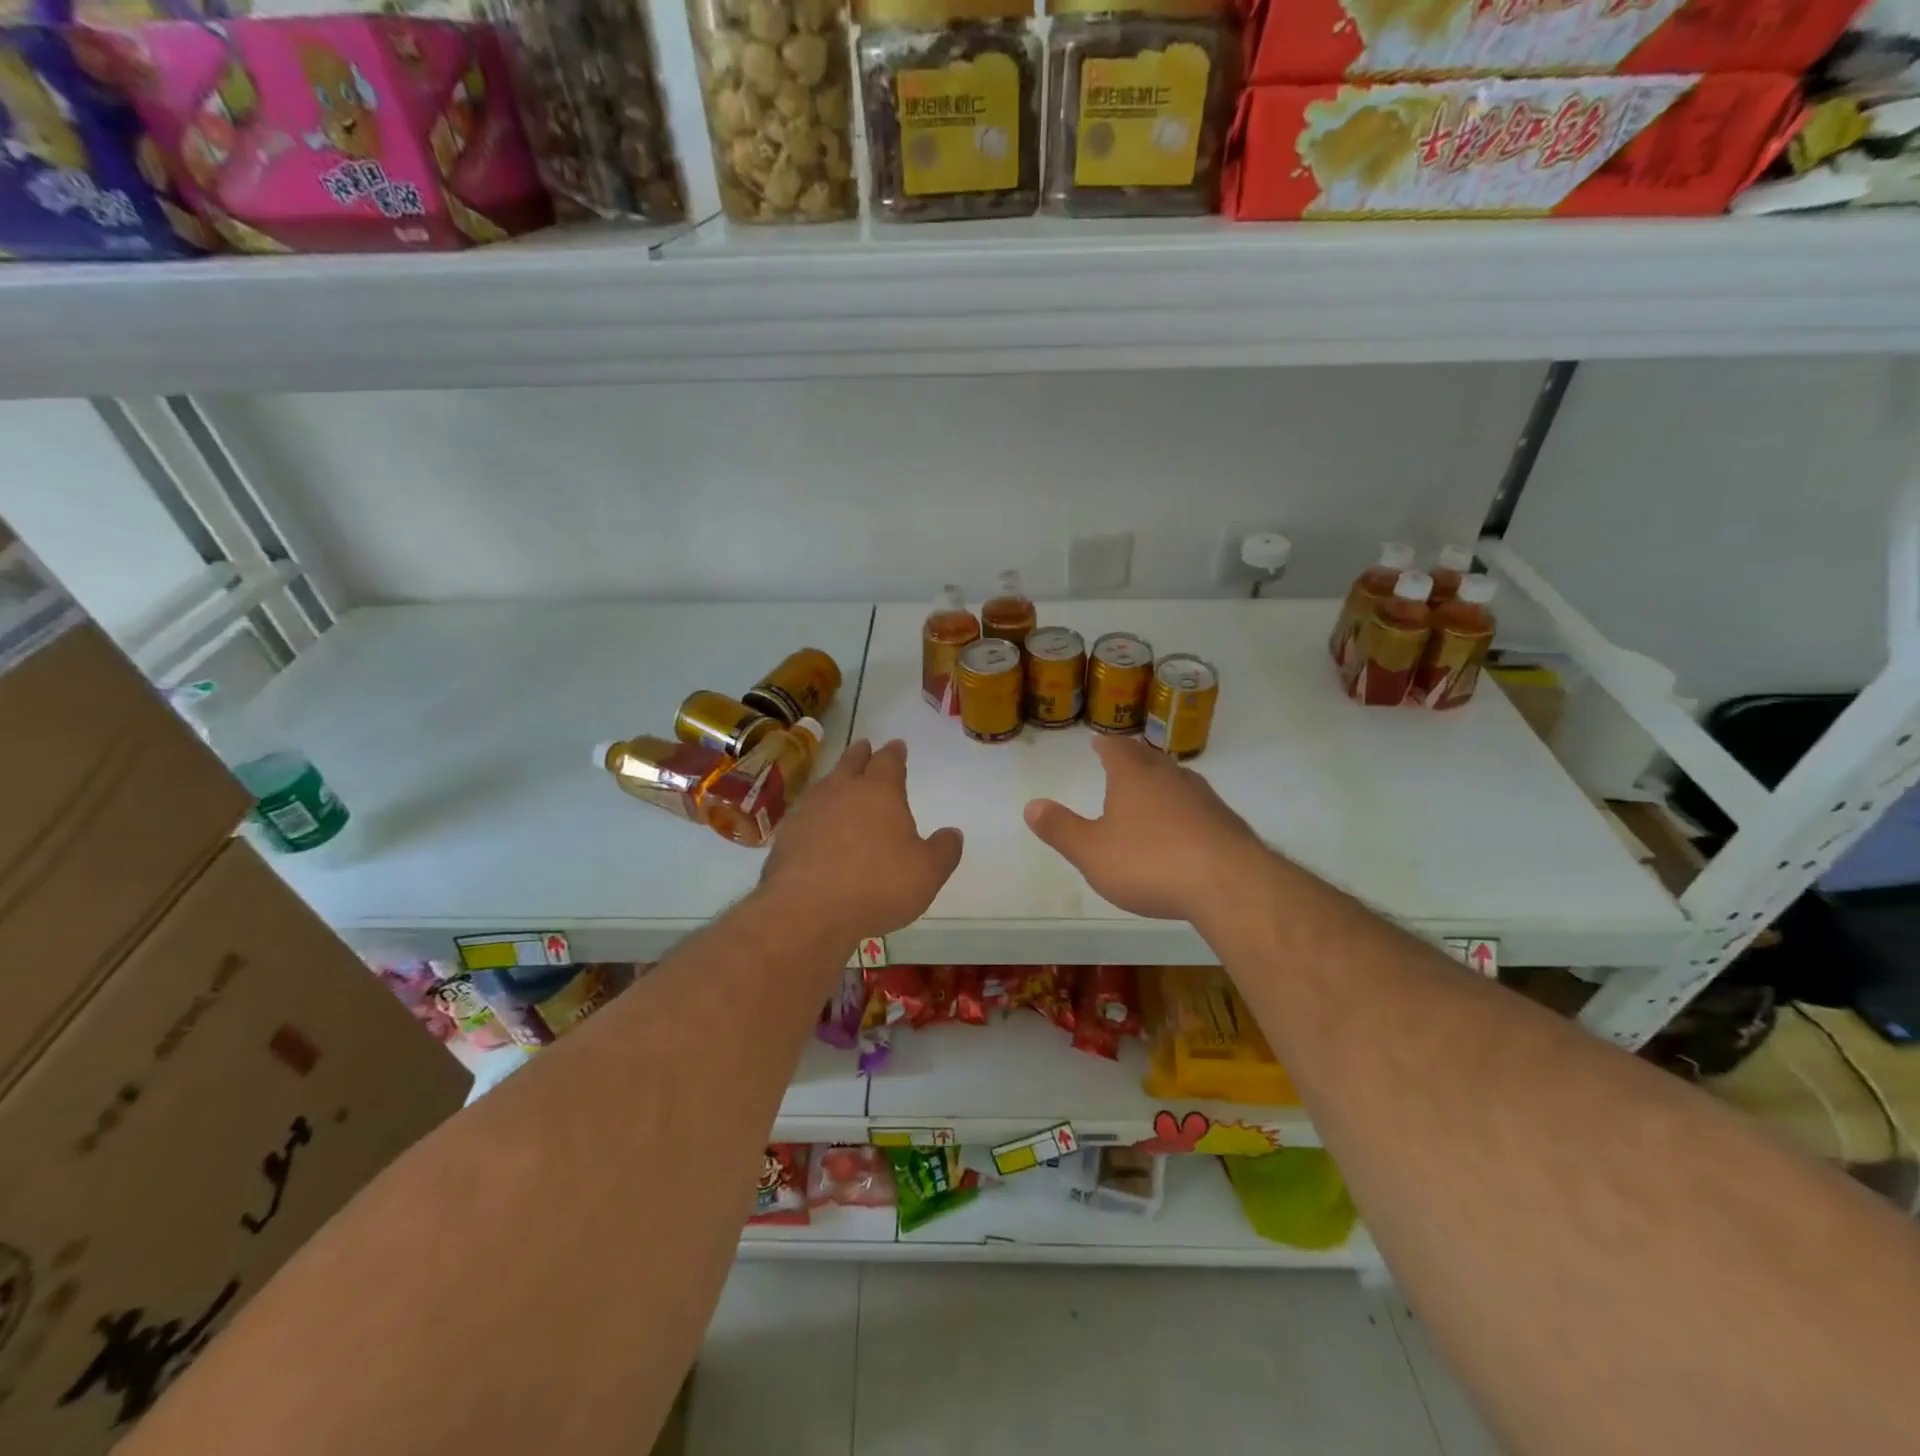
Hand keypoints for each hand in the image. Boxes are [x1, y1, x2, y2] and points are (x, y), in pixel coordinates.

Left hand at [760, 739, 962, 940]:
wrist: (808, 909)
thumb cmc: (878, 884)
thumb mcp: (927, 873)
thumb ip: (944, 850)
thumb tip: (953, 833)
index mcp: (880, 791)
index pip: (889, 762)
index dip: (895, 753)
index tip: (897, 746)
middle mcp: (842, 790)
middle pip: (852, 762)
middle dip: (861, 754)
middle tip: (865, 747)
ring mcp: (809, 810)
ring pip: (825, 784)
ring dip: (835, 779)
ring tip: (840, 781)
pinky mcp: (786, 835)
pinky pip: (806, 813)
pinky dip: (815, 812)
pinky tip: (817, 823)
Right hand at [1025, 735, 1267, 923]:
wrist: (1229, 884)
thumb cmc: (1150, 863)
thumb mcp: (1091, 851)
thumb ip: (1061, 828)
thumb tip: (1031, 805)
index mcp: (1134, 776)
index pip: (1117, 749)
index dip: (1104, 745)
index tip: (1097, 741)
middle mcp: (1170, 777)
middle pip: (1149, 758)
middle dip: (1133, 759)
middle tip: (1123, 760)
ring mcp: (1204, 798)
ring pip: (1177, 780)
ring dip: (1161, 782)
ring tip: (1151, 791)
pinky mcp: (1227, 823)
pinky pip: (1198, 806)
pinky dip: (1184, 810)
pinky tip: (1183, 829)